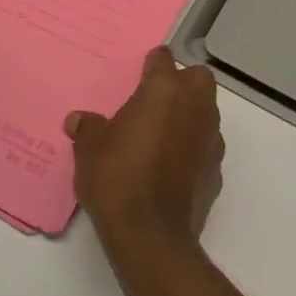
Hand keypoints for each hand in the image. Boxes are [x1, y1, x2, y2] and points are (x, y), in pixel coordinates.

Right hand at [67, 47, 223, 250]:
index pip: (163, 59)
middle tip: (156, 101)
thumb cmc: (117, 178)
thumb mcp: (90, 150)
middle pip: (198, 78)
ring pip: (207, 111)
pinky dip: (194, 149)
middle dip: (182, 83)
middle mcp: (194, 106)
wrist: (151, 235)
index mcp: (164, 90)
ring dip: (190, 115)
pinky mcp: (216, 170)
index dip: (151, 64)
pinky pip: (207, 146)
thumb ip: (88, 128)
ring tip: (162, 136)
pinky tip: (173, 167)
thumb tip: (79, 120)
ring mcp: (211, 138)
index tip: (140, 74)